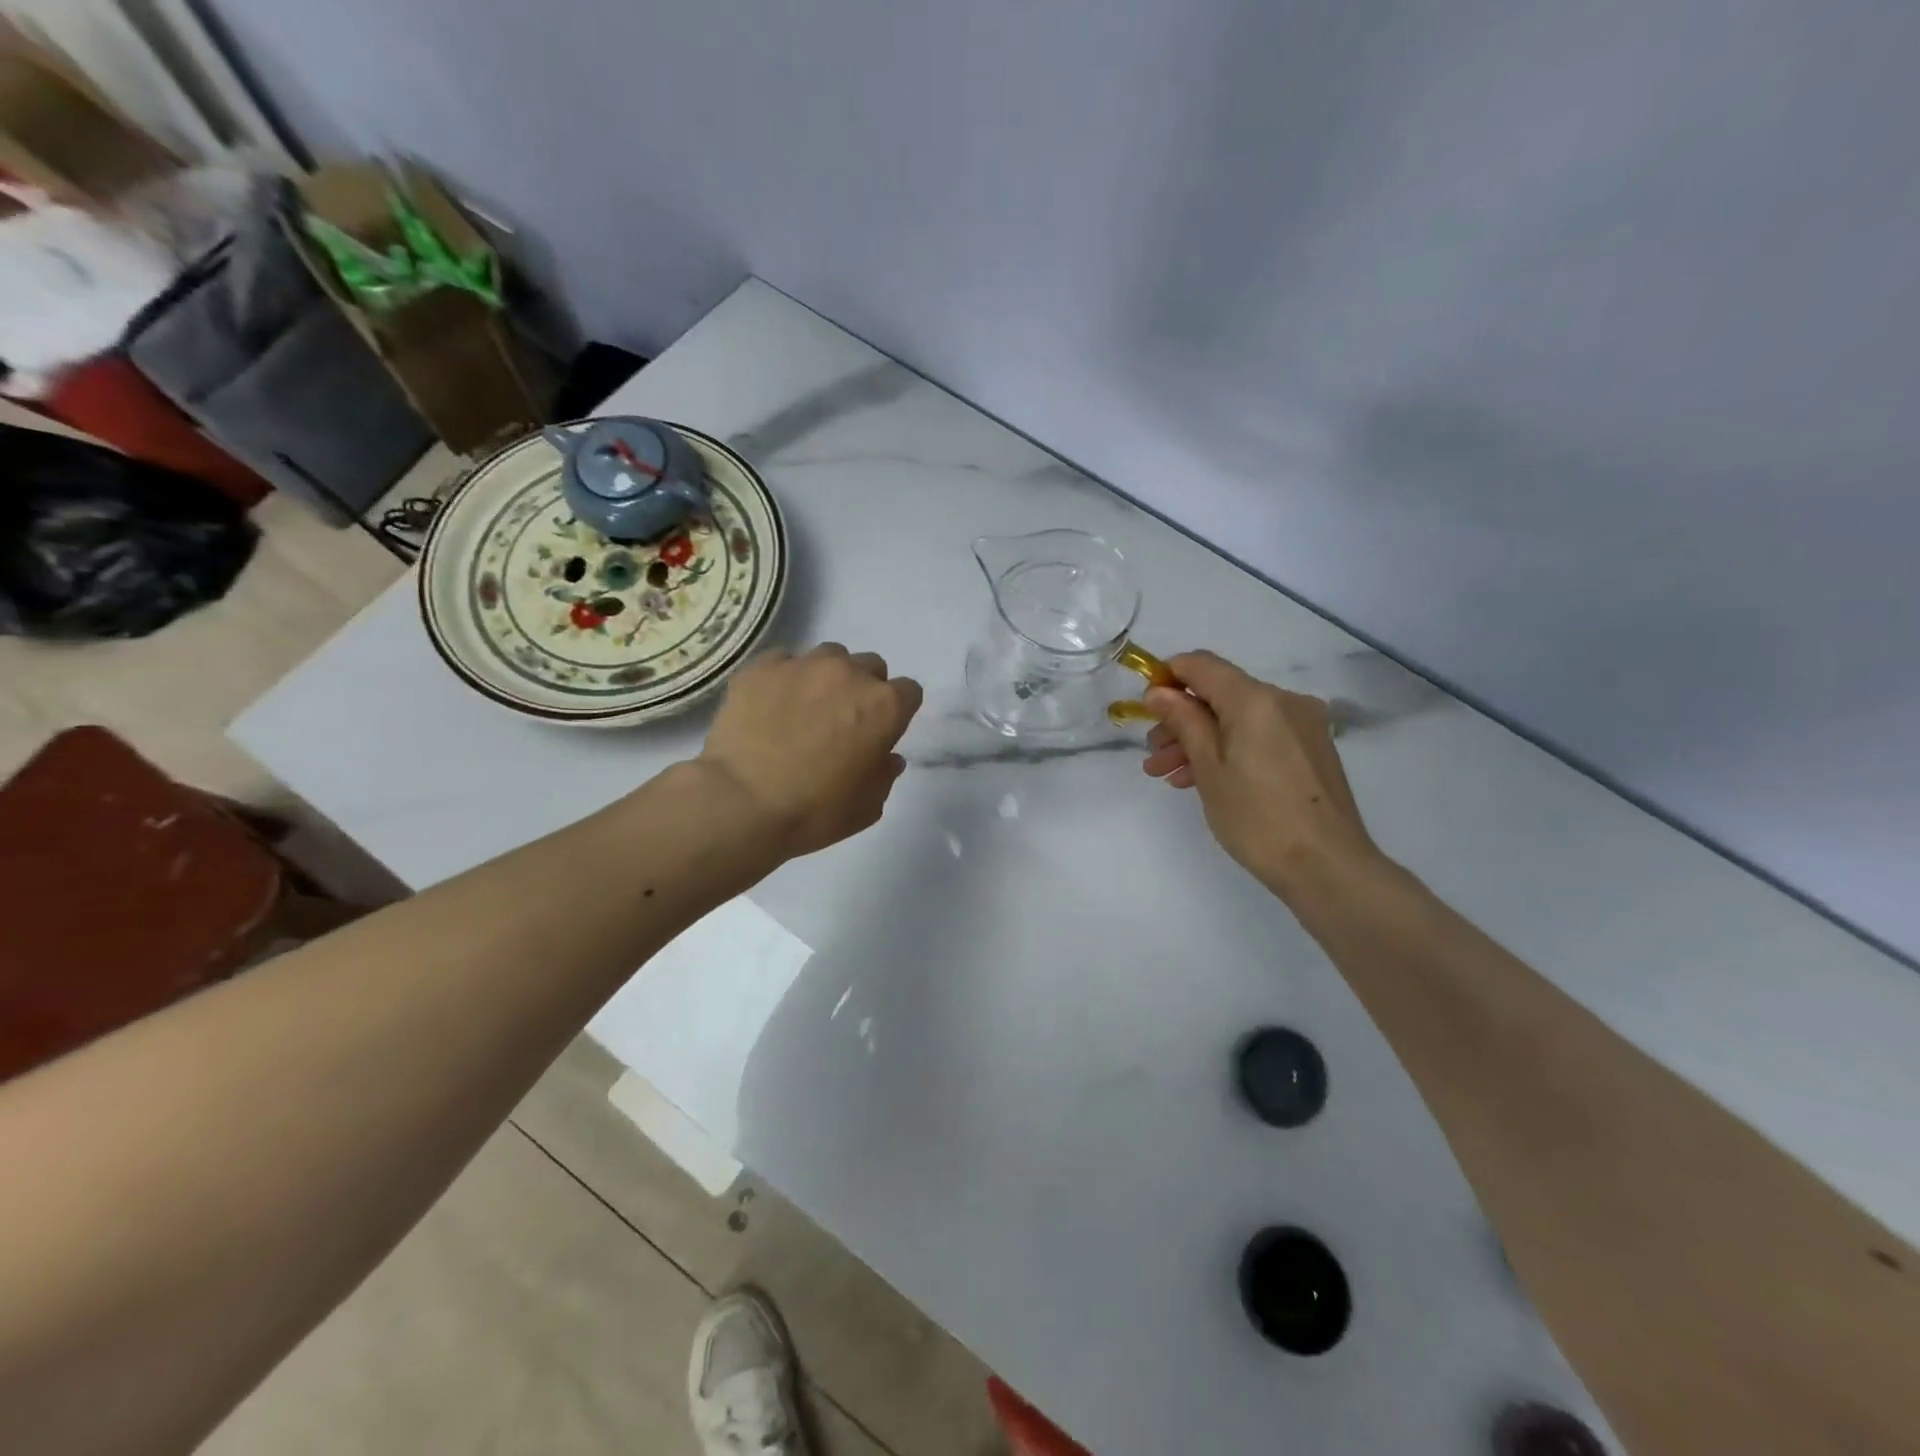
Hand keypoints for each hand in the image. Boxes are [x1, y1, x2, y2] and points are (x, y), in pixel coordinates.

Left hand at [696, 643, 923, 857]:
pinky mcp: (762, 667)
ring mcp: (803, 665)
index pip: (909, 692)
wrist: (741, 804)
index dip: (897, 713)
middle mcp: (849, 674)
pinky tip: (771, 706)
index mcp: (884, 706)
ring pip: (829, 657)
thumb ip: (884, 775)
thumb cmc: (814, 812)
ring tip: (805, 708)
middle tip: (843, 721)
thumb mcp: (867, 807)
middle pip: (870, 667)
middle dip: (863, 689)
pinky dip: (785, 679)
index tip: (881, 732)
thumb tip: (887, 757)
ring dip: (826, 678)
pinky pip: (784, 662)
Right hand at [1141, 650, 1380, 903]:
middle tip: (1153, 754)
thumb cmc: (1257, 817)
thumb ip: (1183, 721)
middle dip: (1181, 718)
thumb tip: (1159, 692)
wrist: (1326, 867)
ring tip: (1169, 774)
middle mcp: (1284, 700)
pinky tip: (1203, 779)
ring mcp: (1302, 725)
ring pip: (1238, 718)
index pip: (1201, 664)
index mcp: (1255, 698)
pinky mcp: (1311, 749)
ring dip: (1201, 739)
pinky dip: (1229, 749)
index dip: (1167, 678)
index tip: (1146, 709)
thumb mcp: (1208, 767)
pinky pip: (1259, 735)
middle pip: (1219, 693)